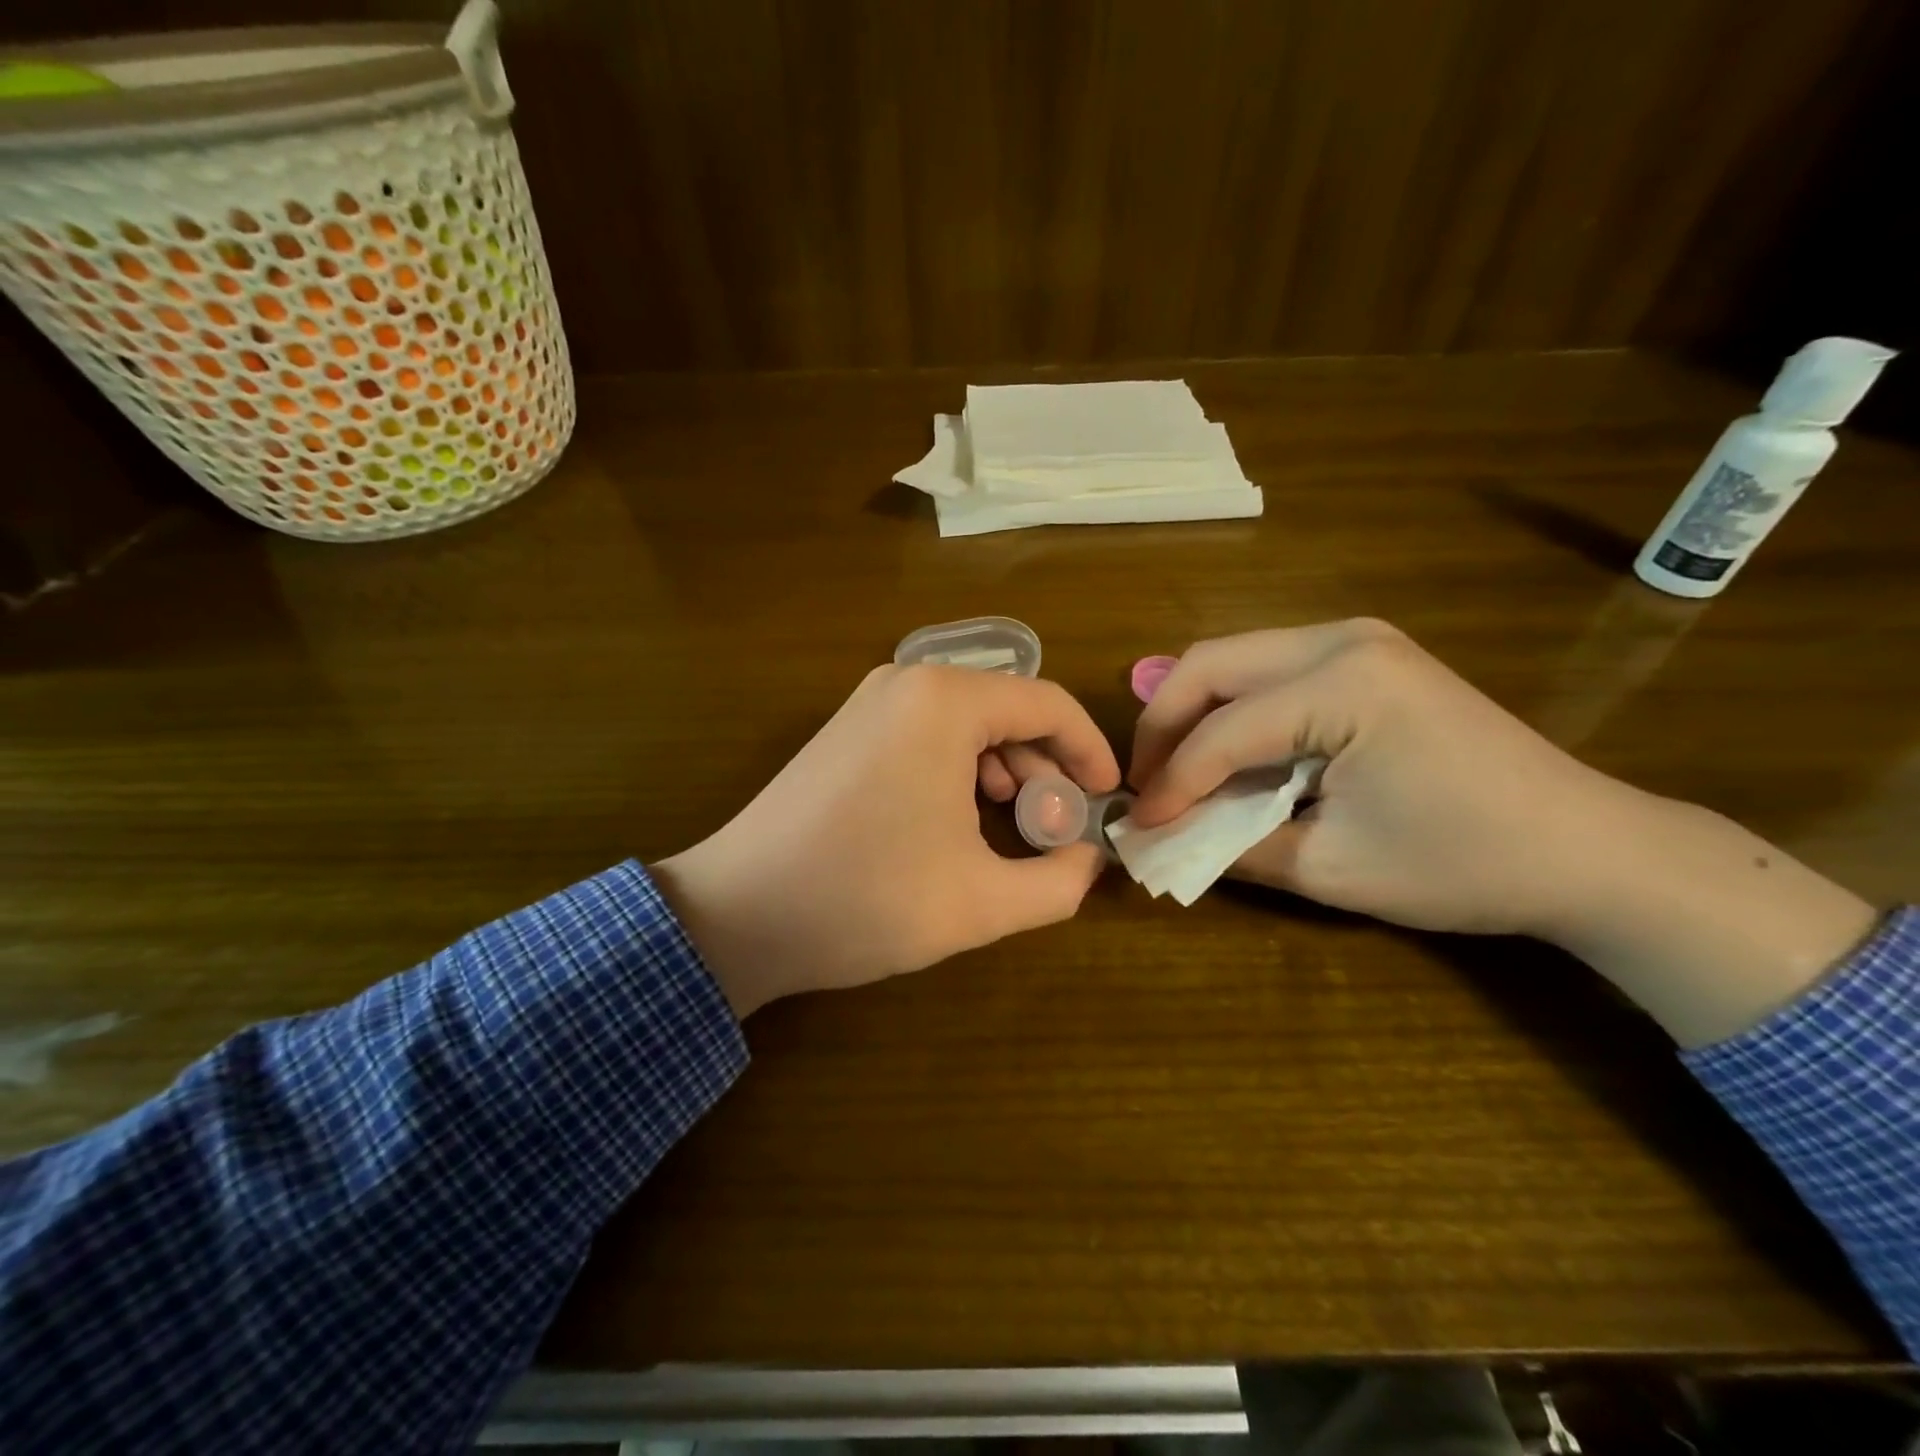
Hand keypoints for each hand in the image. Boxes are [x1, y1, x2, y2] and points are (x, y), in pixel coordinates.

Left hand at [653, 665, 1120, 1017]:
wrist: (738, 913)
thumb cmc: (864, 899)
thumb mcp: (980, 903)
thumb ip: (1059, 882)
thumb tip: (1091, 861)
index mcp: (945, 702)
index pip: (1049, 705)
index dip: (1089, 751)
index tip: (1107, 799)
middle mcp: (908, 682)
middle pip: (1008, 709)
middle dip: (1046, 765)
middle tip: (1057, 825)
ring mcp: (870, 701)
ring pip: (968, 721)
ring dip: (1004, 768)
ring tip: (1011, 823)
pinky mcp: (847, 728)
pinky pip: (927, 732)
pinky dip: (961, 767)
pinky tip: (958, 817)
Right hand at [1128, 620, 1876, 1045]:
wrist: (1587, 848)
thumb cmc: (1464, 864)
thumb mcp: (1331, 867)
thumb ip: (1232, 845)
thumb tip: (1158, 837)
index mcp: (1343, 685)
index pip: (1221, 731)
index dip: (1170, 782)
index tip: (1139, 826)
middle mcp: (1342, 640)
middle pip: (1208, 664)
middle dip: (1162, 726)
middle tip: (1145, 784)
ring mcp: (1357, 639)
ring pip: (1231, 659)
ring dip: (1192, 712)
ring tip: (1177, 771)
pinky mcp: (1366, 655)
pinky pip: (1267, 669)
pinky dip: (1232, 709)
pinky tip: (1228, 753)